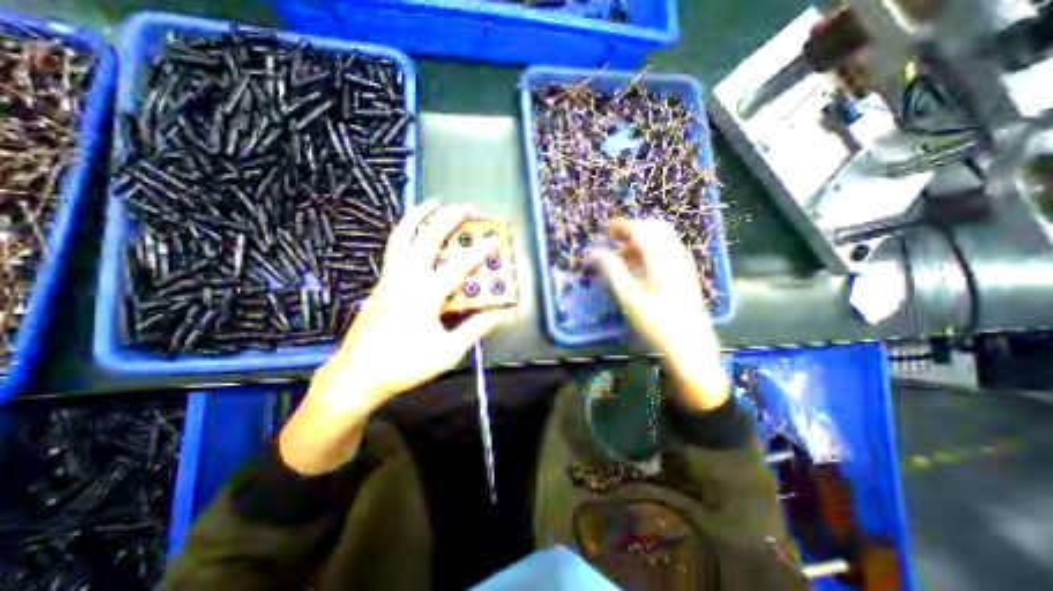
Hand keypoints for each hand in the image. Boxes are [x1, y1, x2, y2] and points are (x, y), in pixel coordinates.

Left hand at [278, 201, 513, 471]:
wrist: (357, 376)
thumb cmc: (405, 365)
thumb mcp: (447, 352)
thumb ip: (475, 329)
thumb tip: (500, 314)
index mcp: (423, 296)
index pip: (457, 266)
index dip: (479, 251)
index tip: (495, 238)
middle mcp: (403, 280)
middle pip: (426, 238)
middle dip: (450, 218)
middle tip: (468, 206)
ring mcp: (388, 279)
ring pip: (401, 236)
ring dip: (419, 215)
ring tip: (433, 201)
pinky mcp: (380, 284)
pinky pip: (394, 248)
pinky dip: (406, 231)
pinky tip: (415, 231)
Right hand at [591, 218, 734, 409]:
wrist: (690, 346)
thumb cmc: (657, 323)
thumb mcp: (629, 297)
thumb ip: (612, 270)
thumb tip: (595, 252)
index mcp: (662, 258)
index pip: (642, 230)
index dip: (623, 226)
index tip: (606, 230)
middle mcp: (675, 255)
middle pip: (655, 229)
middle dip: (633, 230)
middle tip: (614, 240)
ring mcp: (683, 264)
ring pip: (662, 240)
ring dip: (641, 241)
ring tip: (621, 255)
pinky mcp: (685, 274)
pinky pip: (667, 251)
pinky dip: (650, 251)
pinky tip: (638, 267)